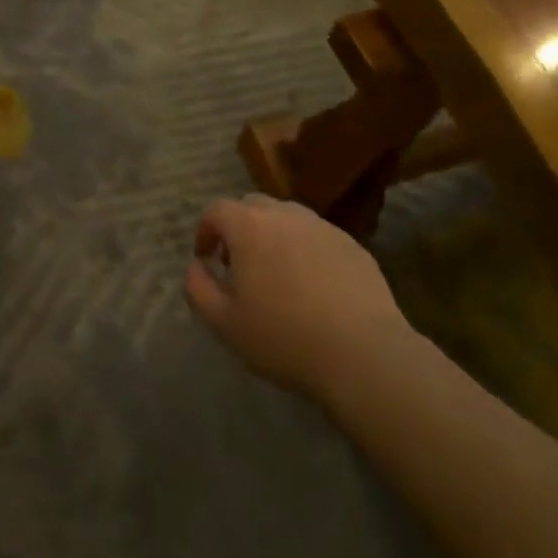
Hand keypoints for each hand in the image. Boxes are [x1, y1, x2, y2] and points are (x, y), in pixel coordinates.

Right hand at [184, 195, 406, 402]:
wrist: (362, 352)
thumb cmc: (283, 337)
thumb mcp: (224, 322)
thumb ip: (198, 288)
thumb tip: (195, 266)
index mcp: (249, 227)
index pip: (217, 209)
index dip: (206, 230)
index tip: (205, 257)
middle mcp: (286, 215)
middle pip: (253, 206)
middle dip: (239, 227)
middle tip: (239, 264)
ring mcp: (323, 228)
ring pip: (289, 218)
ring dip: (274, 236)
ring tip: (277, 274)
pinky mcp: (353, 245)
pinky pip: (318, 238)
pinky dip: (306, 250)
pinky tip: (313, 287)